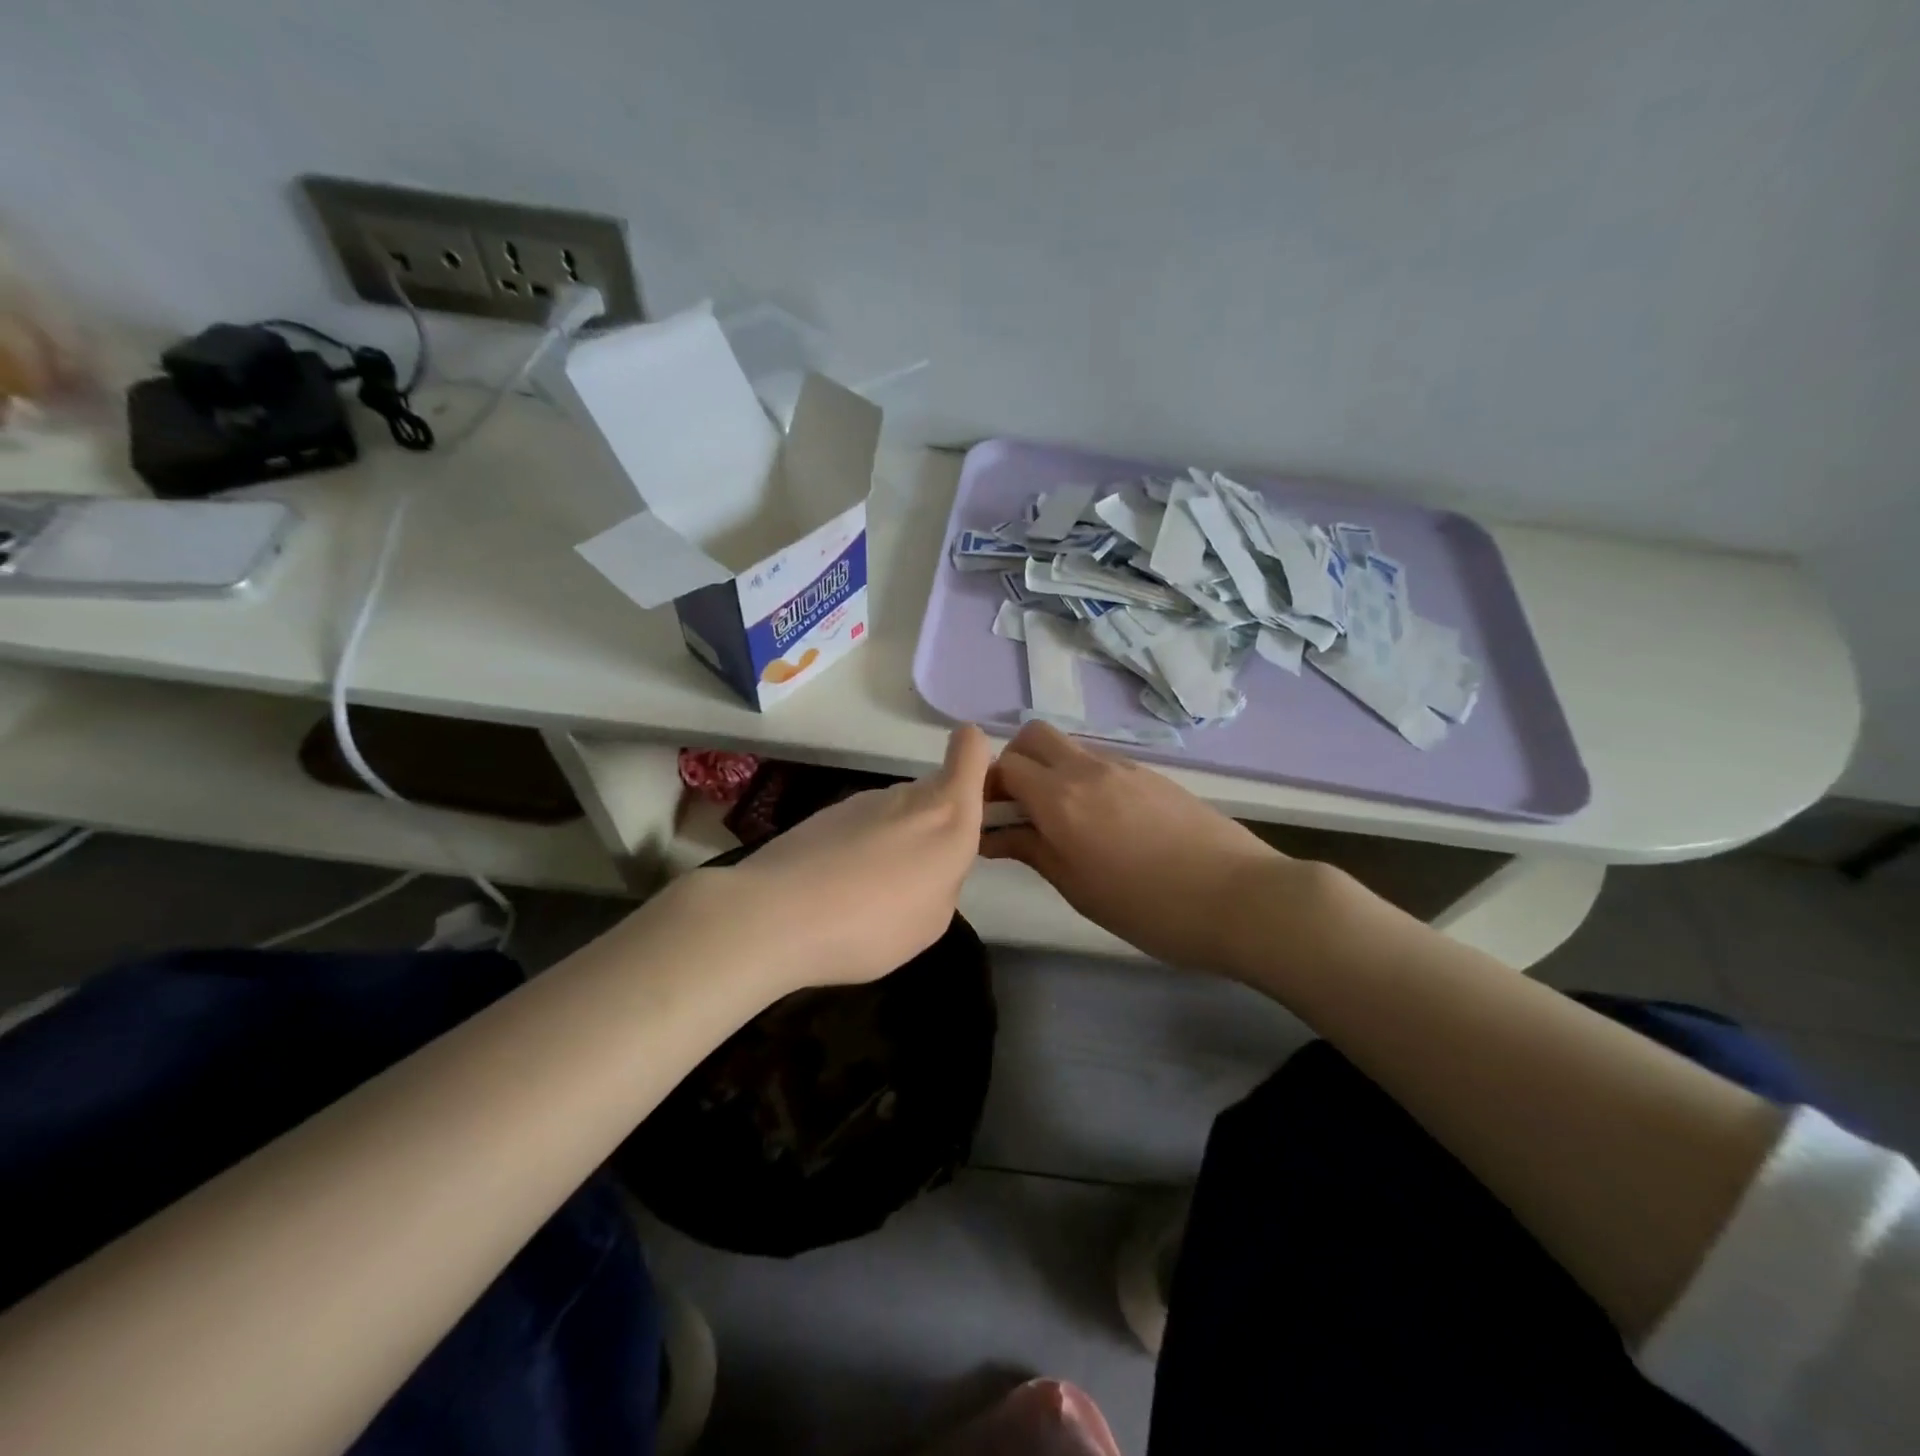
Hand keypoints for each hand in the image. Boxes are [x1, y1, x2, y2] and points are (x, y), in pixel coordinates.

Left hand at [712, 725, 992, 991]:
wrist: (775, 915)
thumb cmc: (873, 924)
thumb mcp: (933, 920)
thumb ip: (944, 878)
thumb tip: (930, 863)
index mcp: (947, 816)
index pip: (971, 750)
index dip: (979, 761)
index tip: (976, 797)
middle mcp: (908, 796)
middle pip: (935, 792)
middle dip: (935, 825)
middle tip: (918, 879)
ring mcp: (863, 801)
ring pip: (897, 812)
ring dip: (895, 841)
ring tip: (871, 896)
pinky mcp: (825, 814)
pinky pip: (861, 827)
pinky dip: (860, 851)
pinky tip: (837, 892)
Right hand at [980, 721, 1290, 970]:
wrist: (1242, 898)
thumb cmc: (1149, 908)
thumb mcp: (1080, 889)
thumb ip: (1033, 851)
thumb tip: (994, 835)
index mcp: (1061, 799)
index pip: (1004, 765)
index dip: (988, 787)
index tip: (991, 820)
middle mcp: (1088, 770)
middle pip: (1034, 736)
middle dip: (1016, 762)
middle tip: (1022, 809)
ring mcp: (1125, 767)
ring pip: (1070, 747)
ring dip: (1052, 770)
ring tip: (1065, 821)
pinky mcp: (1154, 775)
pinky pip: (1103, 763)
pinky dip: (1085, 779)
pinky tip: (1107, 823)